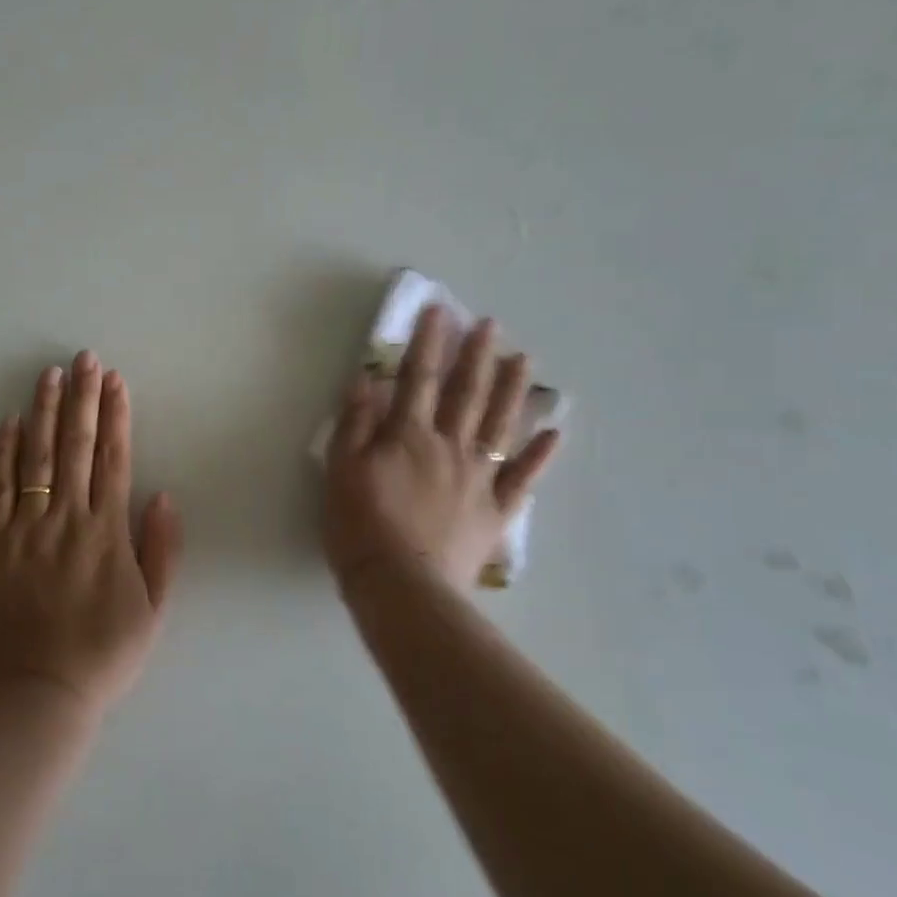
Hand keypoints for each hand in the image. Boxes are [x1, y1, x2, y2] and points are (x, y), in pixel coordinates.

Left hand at [0, 351, 183, 718]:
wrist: (37, 694)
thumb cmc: (103, 655)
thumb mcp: (154, 610)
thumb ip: (161, 550)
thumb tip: (163, 494)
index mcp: (108, 533)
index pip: (114, 459)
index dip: (116, 416)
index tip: (116, 381)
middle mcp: (68, 519)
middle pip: (76, 446)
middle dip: (82, 398)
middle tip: (84, 358)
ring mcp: (26, 528)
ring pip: (36, 457)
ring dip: (44, 412)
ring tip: (49, 374)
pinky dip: (2, 453)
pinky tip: (8, 422)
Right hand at [323, 305, 559, 594]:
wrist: (401, 585)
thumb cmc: (360, 526)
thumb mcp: (340, 470)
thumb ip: (355, 423)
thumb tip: (365, 379)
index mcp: (409, 436)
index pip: (419, 379)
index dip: (428, 343)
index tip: (439, 311)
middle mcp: (449, 447)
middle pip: (466, 394)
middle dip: (476, 355)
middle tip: (490, 324)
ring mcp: (478, 478)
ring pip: (499, 425)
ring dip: (511, 389)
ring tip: (523, 358)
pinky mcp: (496, 511)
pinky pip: (522, 478)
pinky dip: (541, 455)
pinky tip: (555, 432)